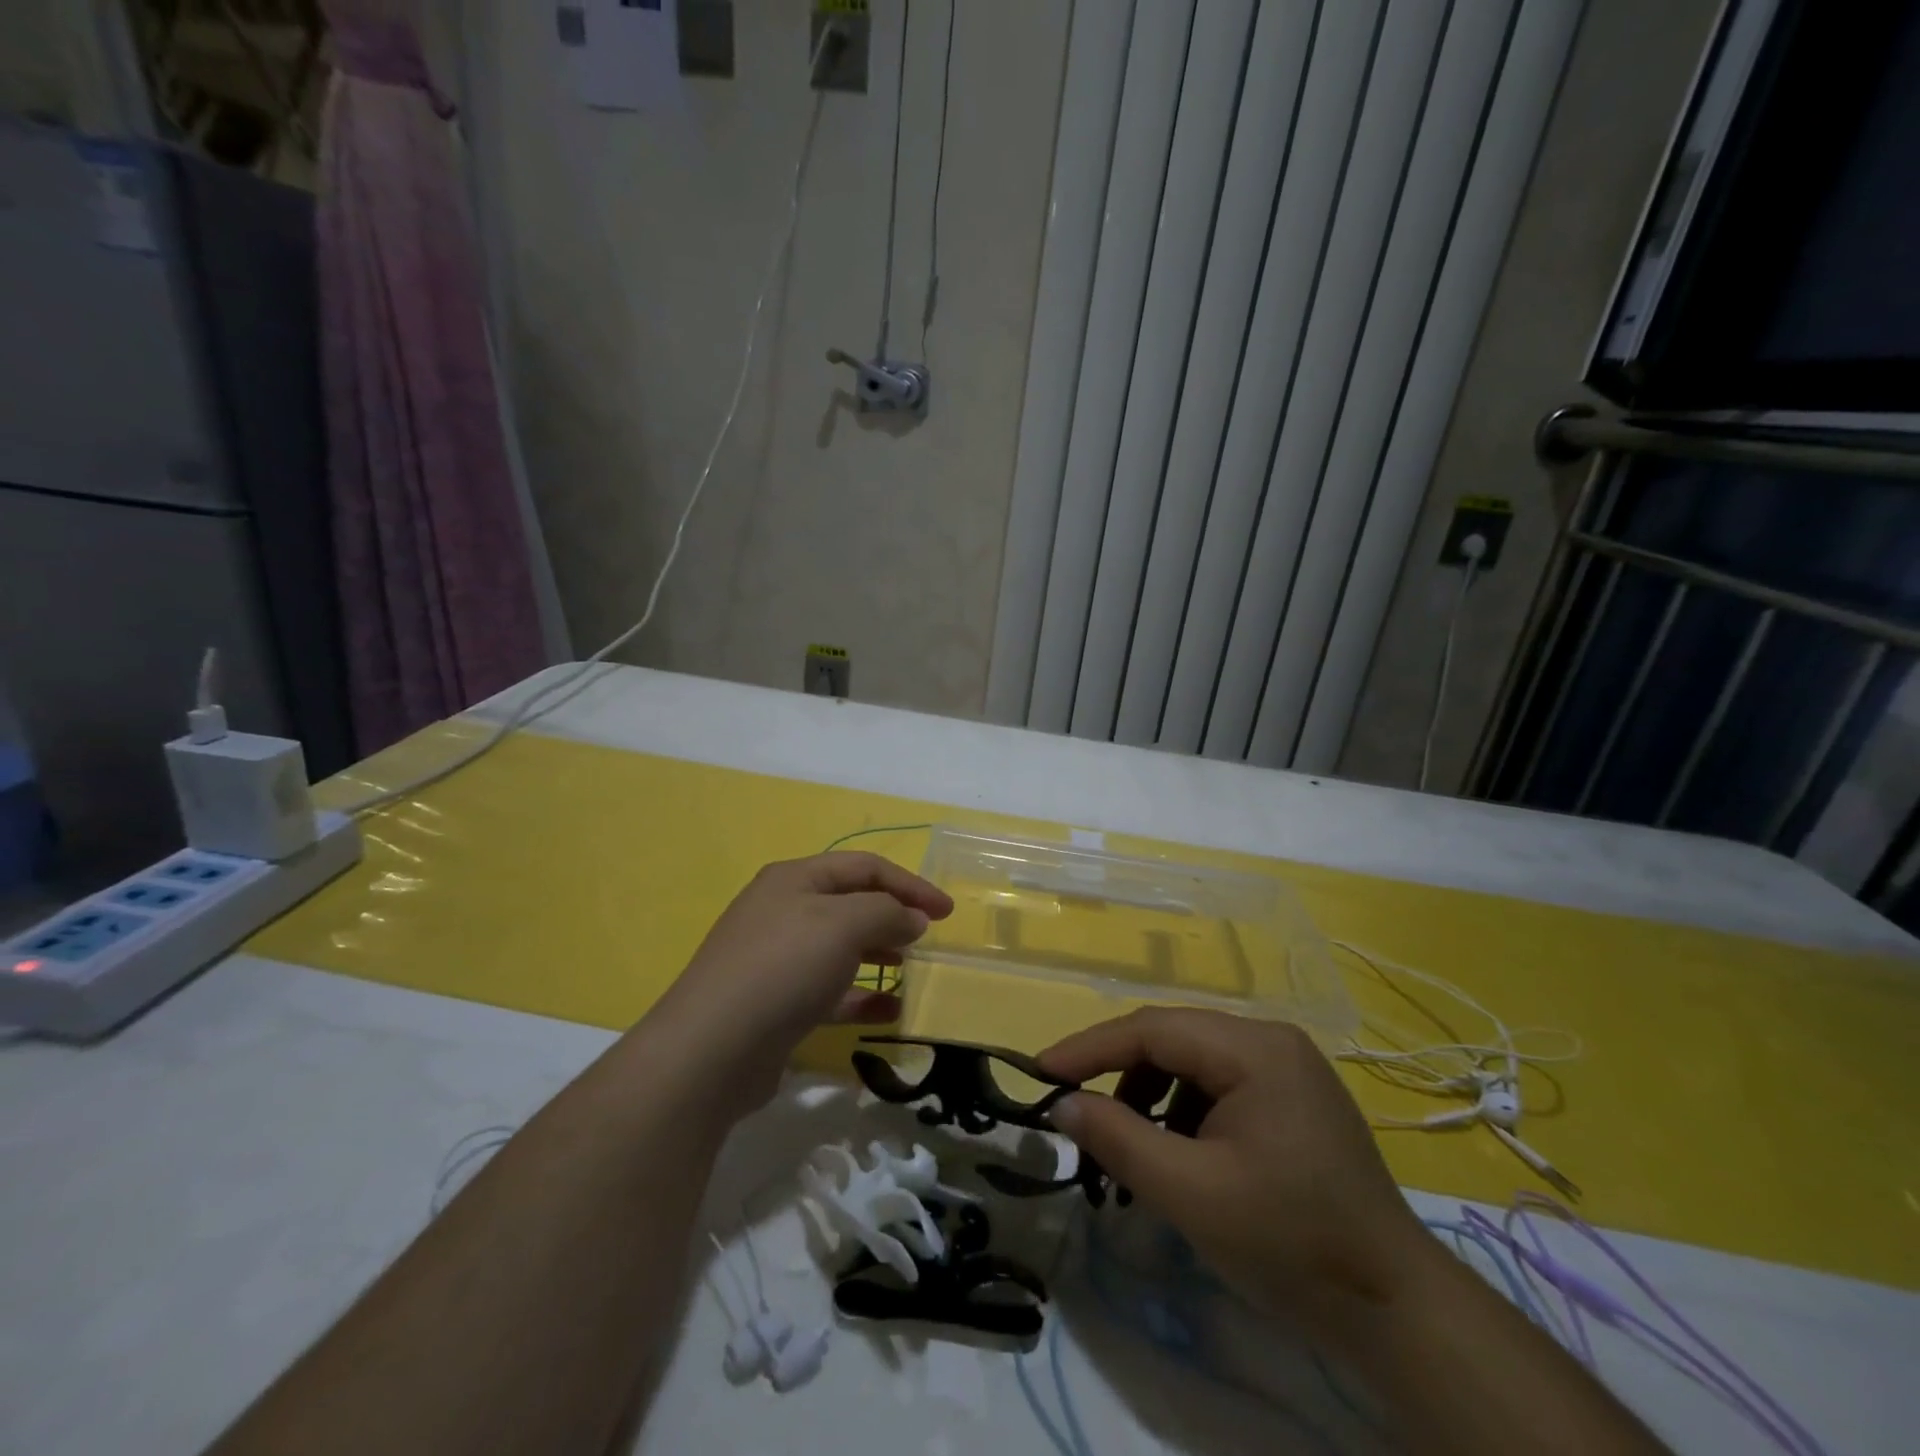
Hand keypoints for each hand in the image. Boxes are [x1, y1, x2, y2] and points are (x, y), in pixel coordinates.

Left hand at [655, 852, 952, 1110]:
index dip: (909, 884)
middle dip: (893, 916)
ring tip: (911, 970)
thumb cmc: (784, 967)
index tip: (946, 912)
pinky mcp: (777, 1003)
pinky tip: (890, 1012)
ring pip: (840, 947)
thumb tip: (912, 918)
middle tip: (927, 940)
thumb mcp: (844, 924)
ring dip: (879, 953)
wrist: (712, 1050)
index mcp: (795, 879)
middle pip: (851, 904)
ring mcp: (776, 959)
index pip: (864, 867)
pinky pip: (829, 990)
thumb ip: (887, 912)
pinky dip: (861, 996)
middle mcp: (783, 911)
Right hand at [1041, 1008, 1433, 1336]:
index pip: (1152, 1029)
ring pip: (1192, 1063)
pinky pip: (1218, 1086)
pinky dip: (1184, 1113)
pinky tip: (1178, 1156)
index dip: (1090, 1048)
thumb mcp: (1191, 1193)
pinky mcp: (1291, 1098)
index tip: (1041, 1073)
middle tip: (1078, 1115)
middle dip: (1120, 1077)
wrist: (1396, 1312)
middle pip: (1172, 1040)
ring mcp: (1286, 1068)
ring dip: (1151, 1098)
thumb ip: (1118, 1139)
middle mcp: (1270, 1040)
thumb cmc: (1290, 1244)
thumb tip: (1061, 1104)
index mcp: (1254, 1048)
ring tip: (1132, 1150)